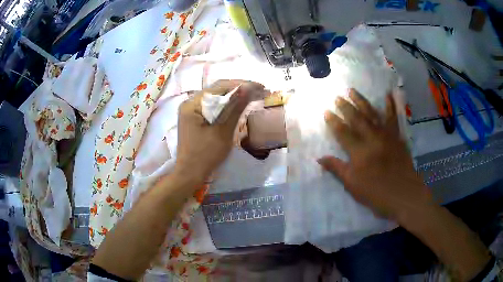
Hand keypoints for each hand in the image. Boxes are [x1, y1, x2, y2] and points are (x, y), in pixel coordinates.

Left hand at [174, 80, 265, 181]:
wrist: (190, 174)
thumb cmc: (206, 155)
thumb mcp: (223, 131)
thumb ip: (235, 108)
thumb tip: (249, 88)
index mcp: (192, 104)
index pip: (220, 86)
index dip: (242, 84)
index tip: (260, 86)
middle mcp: (189, 103)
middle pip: (217, 90)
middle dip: (239, 89)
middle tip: (259, 91)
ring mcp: (191, 110)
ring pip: (215, 98)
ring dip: (233, 97)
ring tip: (252, 96)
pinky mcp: (194, 118)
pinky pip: (212, 106)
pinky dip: (226, 106)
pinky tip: (238, 106)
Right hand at [318, 89, 431, 220]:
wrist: (404, 194)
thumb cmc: (377, 193)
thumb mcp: (353, 186)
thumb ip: (337, 169)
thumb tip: (319, 158)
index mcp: (359, 152)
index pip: (343, 133)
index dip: (333, 122)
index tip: (326, 111)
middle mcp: (372, 139)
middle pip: (356, 119)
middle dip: (345, 107)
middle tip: (337, 96)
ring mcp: (386, 136)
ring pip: (372, 114)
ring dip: (361, 101)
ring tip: (352, 90)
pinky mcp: (397, 137)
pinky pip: (393, 118)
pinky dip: (390, 105)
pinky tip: (388, 95)